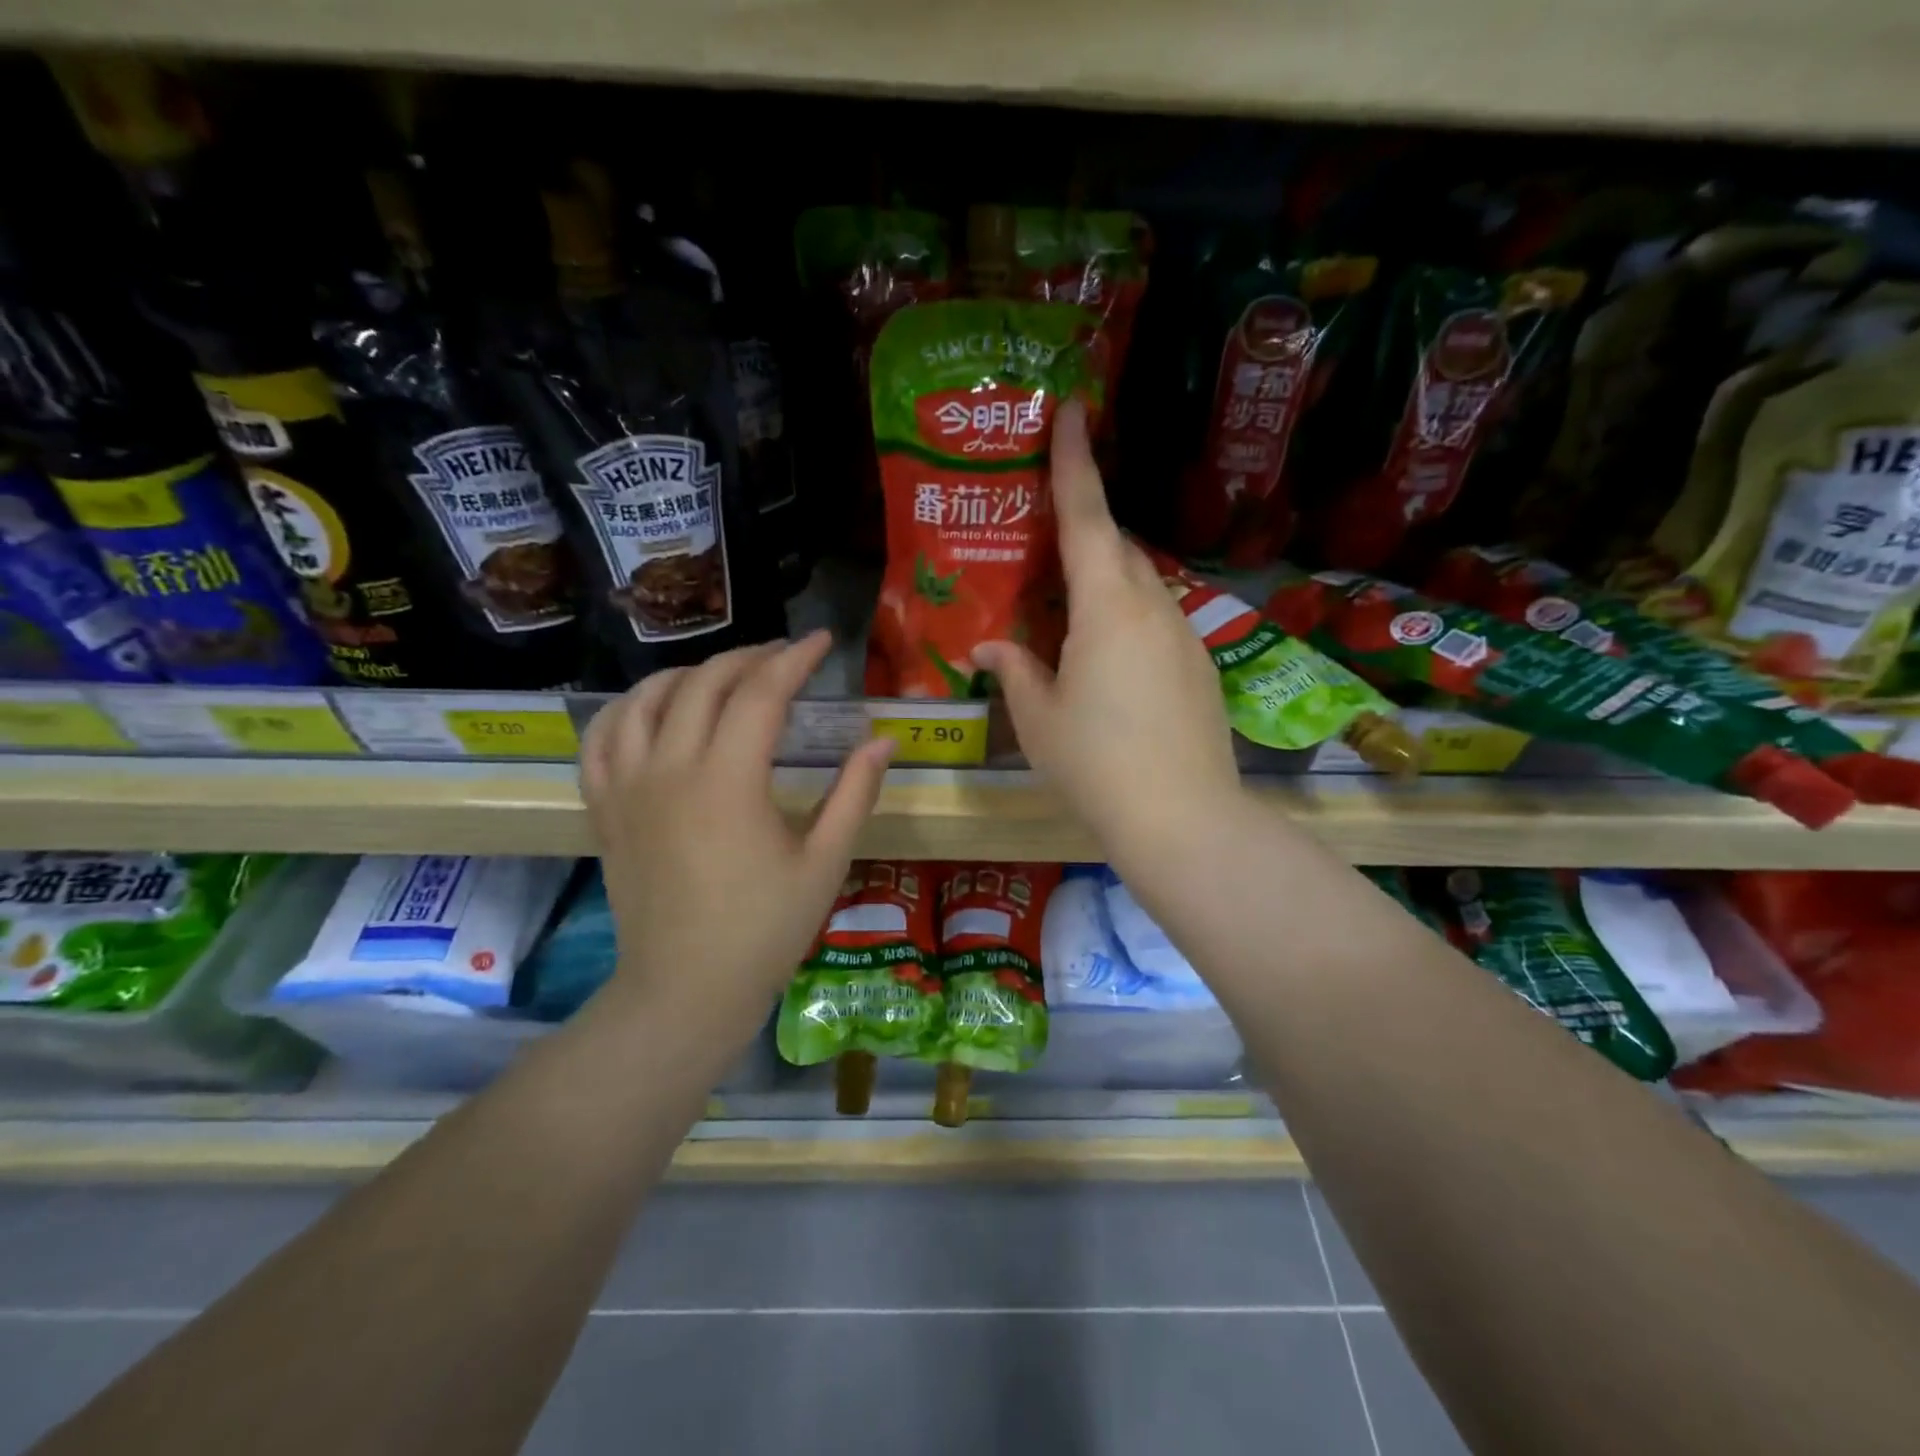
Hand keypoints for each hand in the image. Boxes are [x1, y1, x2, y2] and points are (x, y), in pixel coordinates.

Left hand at [579, 632, 894, 1048]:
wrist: (684, 990)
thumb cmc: (764, 930)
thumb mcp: (825, 862)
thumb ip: (855, 793)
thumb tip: (885, 740)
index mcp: (729, 781)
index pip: (762, 693)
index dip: (796, 659)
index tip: (824, 641)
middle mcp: (670, 769)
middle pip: (706, 683)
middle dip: (750, 657)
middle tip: (785, 656)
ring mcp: (628, 786)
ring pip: (647, 698)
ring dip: (690, 673)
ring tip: (725, 676)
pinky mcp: (604, 808)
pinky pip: (601, 737)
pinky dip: (627, 708)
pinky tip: (653, 707)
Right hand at [974, 399, 1240, 860]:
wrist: (1183, 818)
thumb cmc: (1096, 764)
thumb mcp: (1039, 719)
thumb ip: (1015, 671)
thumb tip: (989, 646)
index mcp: (1106, 607)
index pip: (1086, 517)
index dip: (1075, 462)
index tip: (1075, 409)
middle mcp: (1153, 606)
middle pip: (1116, 549)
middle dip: (1084, 533)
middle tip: (1046, 543)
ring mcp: (1185, 635)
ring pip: (1140, 587)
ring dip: (1105, 584)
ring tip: (1070, 616)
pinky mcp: (1201, 666)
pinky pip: (1158, 621)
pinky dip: (1128, 621)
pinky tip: (1110, 664)